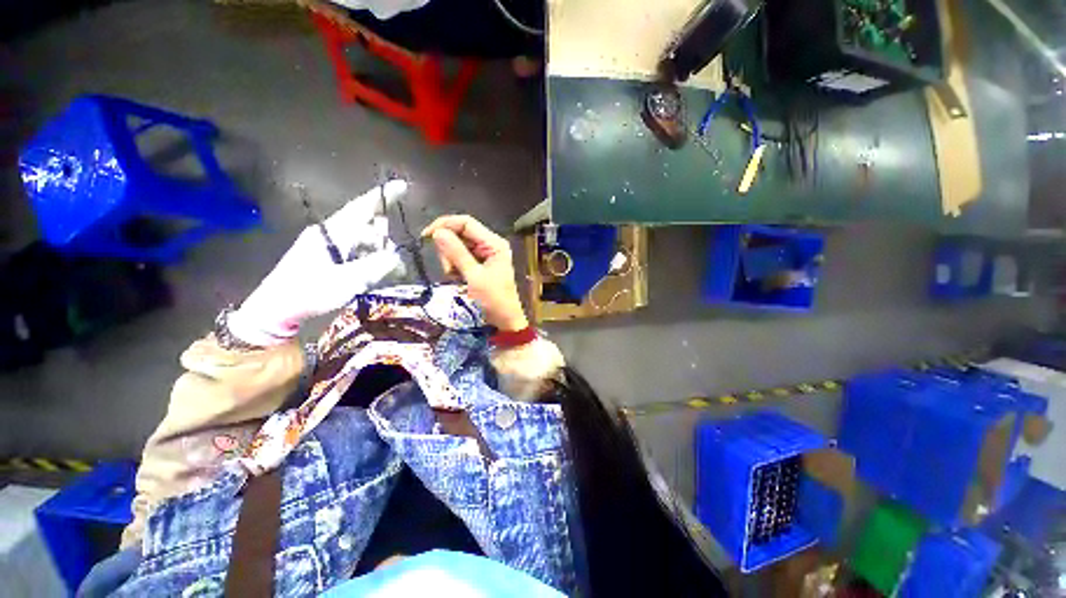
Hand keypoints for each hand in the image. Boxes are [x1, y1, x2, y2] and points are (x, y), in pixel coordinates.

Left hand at [228, 181, 407, 345]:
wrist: (276, 312)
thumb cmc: (309, 293)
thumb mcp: (348, 281)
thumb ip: (376, 265)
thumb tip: (397, 255)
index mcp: (332, 233)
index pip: (361, 208)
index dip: (382, 196)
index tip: (403, 186)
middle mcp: (331, 235)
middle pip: (367, 226)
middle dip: (384, 238)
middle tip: (392, 259)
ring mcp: (328, 247)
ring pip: (364, 241)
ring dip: (379, 253)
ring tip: (385, 273)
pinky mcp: (328, 260)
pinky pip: (357, 253)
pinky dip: (370, 261)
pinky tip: (376, 275)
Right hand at [422, 215, 528, 331]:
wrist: (505, 320)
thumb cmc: (494, 299)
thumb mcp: (474, 276)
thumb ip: (457, 253)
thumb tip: (437, 232)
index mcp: (494, 243)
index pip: (466, 222)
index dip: (445, 225)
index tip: (426, 236)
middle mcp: (490, 244)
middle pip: (460, 234)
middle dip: (448, 250)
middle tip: (449, 270)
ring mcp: (485, 254)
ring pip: (458, 246)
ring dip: (451, 260)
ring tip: (456, 277)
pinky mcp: (479, 263)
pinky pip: (460, 257)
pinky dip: (455, 266)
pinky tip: (458, 279)